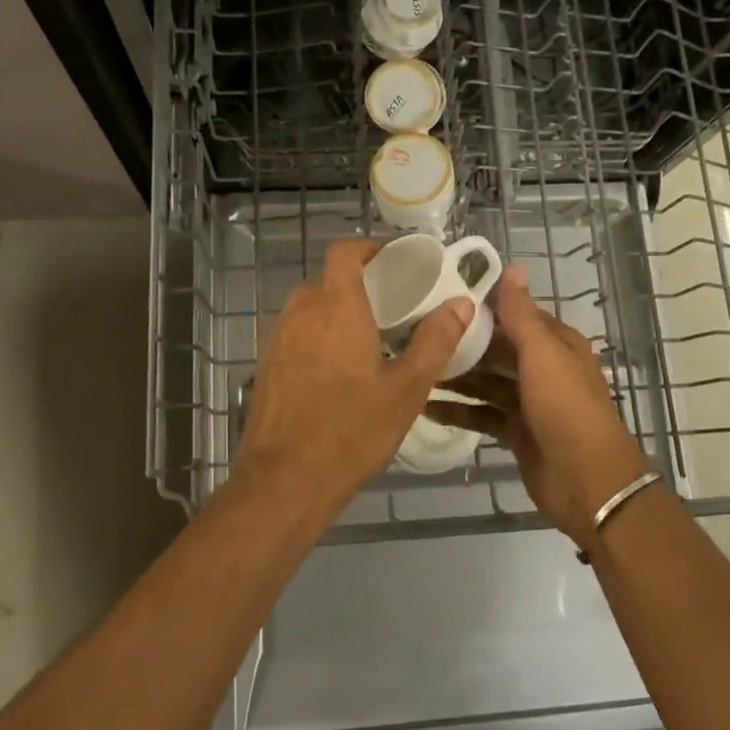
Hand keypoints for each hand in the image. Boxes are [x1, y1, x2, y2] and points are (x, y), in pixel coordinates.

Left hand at [237, 240, 471, 512]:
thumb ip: (436, 340)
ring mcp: (278, 339)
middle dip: (359, 285)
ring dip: (337, 312)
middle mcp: (301, 312)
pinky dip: (318, 336)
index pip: (344, 252)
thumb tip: (462, 303)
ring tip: (369, 339)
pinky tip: (338, 371)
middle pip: (329, 280)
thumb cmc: (352, 430)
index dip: (368, 249)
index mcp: (336, 307)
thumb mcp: (407, 388)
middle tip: (392, 307)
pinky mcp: (267, 365)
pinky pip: (296, 334)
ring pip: (310, 308)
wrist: (284, 481)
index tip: (395, 263)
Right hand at [426, 267, 648, 543]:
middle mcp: (542, 367)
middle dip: (462, 342)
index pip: (514, 314)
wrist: (587, 482)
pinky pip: (482, 414)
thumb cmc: (566, 409)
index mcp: (555, 343)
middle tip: (414, 333)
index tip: (439, 296)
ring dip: (456, 376)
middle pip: (496, 348)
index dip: (482, 306)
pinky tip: (425, 407)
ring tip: (414, 367)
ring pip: (486, 381)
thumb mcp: (542, 355)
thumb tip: (512, 266)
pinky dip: (458, 410)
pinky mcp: (516, 431)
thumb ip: (521, 315)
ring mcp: (529, 401)